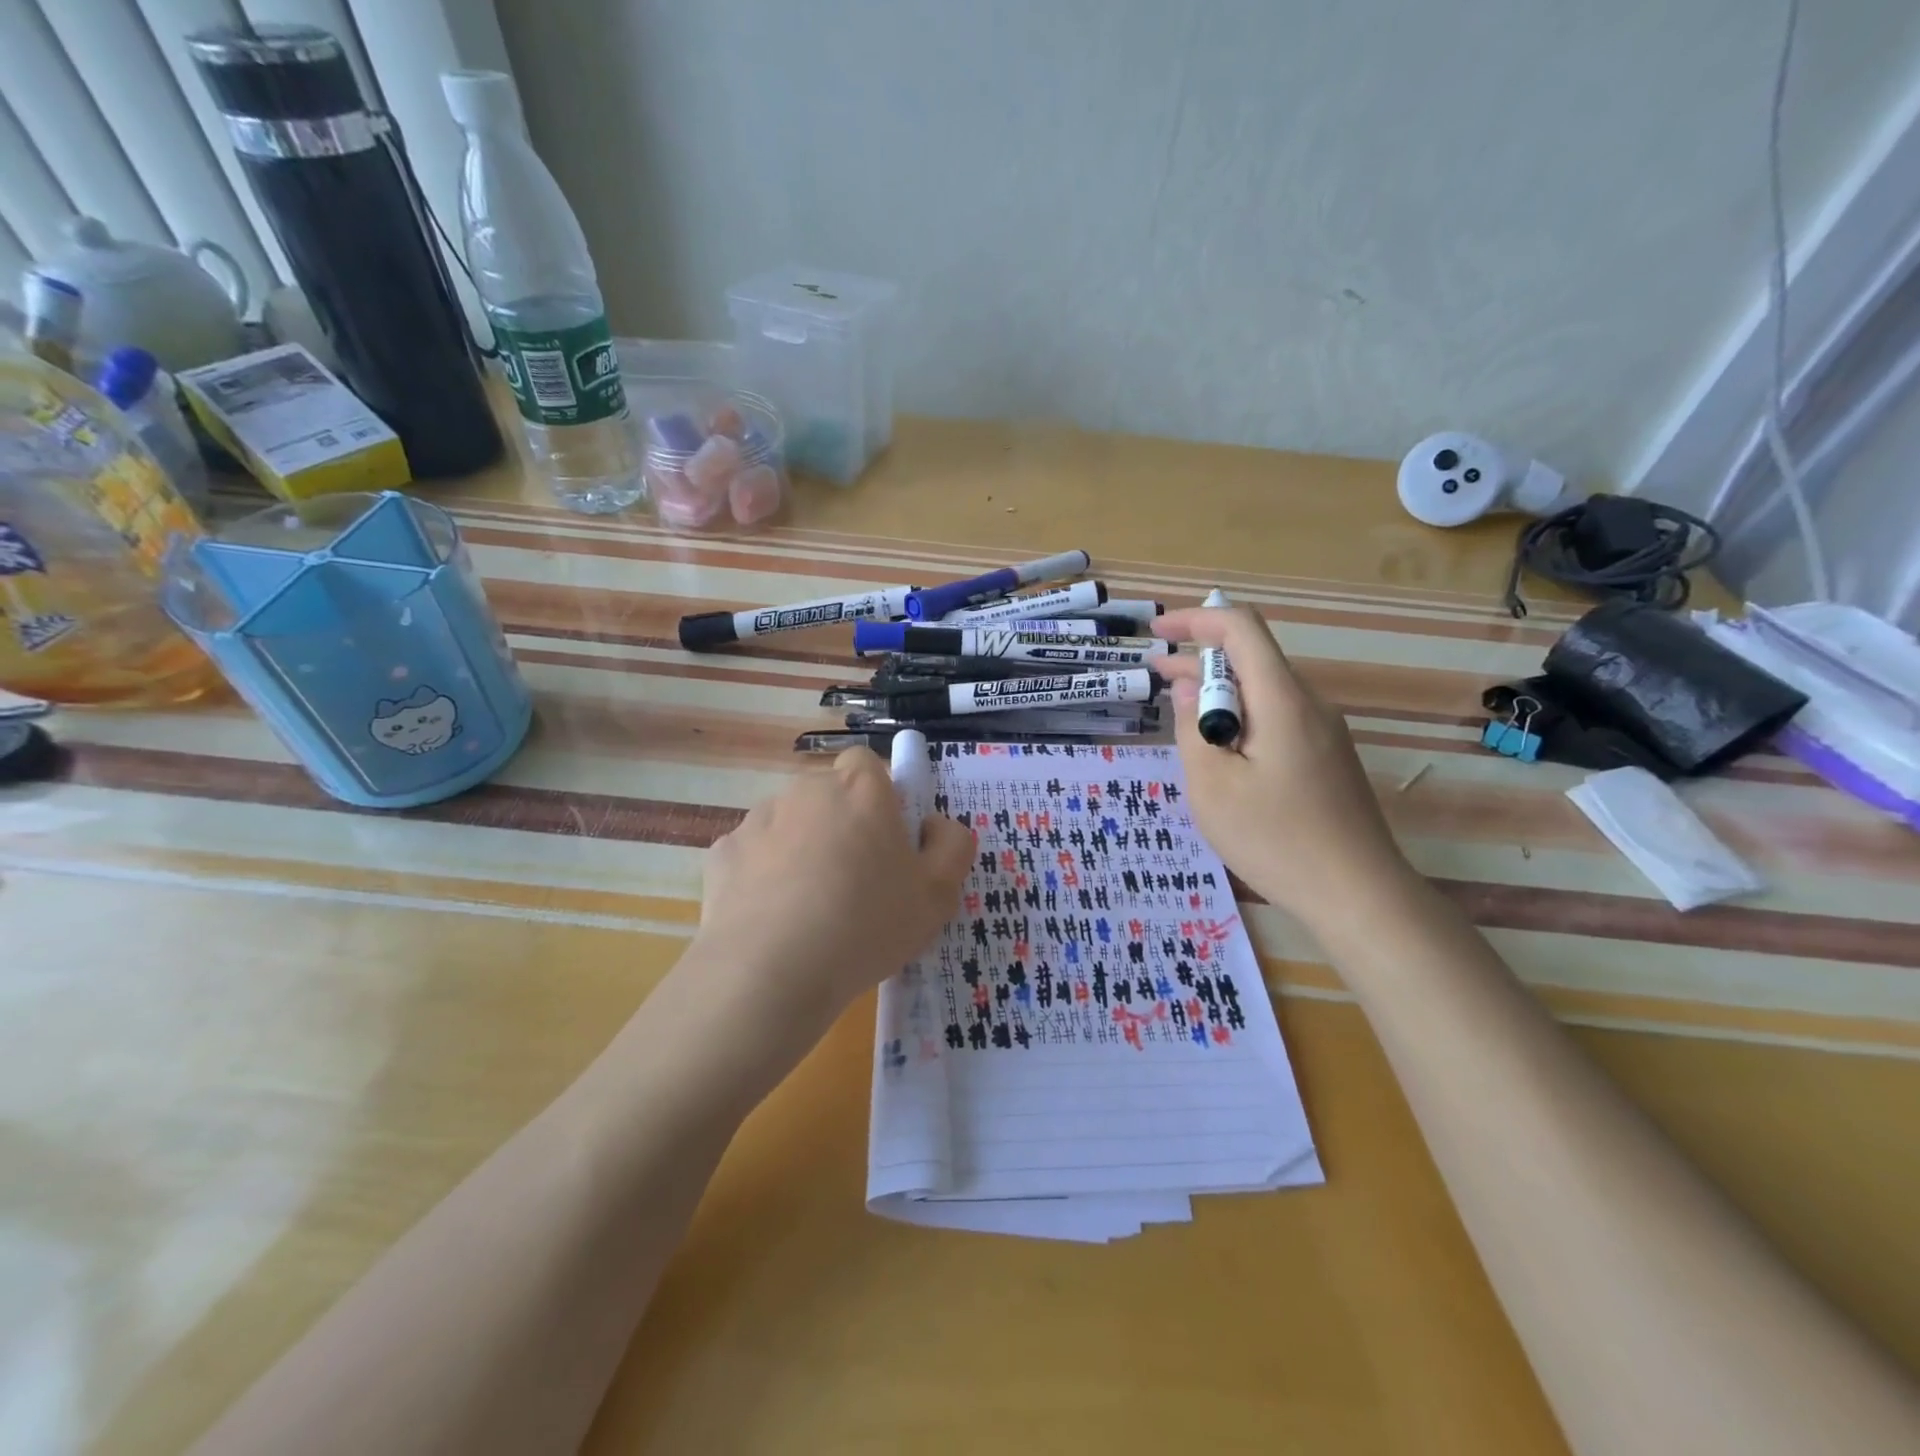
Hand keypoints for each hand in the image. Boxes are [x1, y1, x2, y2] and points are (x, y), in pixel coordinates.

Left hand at [692, 748, 973, 1050]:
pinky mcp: (722, 853)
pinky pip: (753, 857)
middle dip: (841, 825)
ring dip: (801, 850)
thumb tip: (935, 825)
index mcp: (860, 788)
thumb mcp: (938, 895)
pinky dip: (762, 878)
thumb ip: (951, 846)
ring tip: (810, 910)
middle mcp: (806, 789)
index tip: (887, 842)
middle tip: (856, 882)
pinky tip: (772, 921)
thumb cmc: (866, 924)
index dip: (880, 797)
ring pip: (790, 825)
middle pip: (829, 796)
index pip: (868, 764)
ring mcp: (758, 819)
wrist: (769, 972)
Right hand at [1154, 604, 1408, 927]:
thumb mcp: (1213, 787)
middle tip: (1155, 673)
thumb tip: (1188, 689)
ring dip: (1219, 692)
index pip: (1241, 629)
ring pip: (1264, 691)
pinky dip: (1240, 717)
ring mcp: (1324, 732)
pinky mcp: (1327, 758)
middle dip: (1199, 658)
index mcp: (1282, 701)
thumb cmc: (1276, 839)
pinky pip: (1277, 718)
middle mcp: (1309, 705)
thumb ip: (1193, 730)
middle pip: (1253, 658)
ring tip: (1177, 711)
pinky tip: (1219, 749)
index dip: (1195, 620)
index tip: (1157, 631)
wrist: (1359, 895)